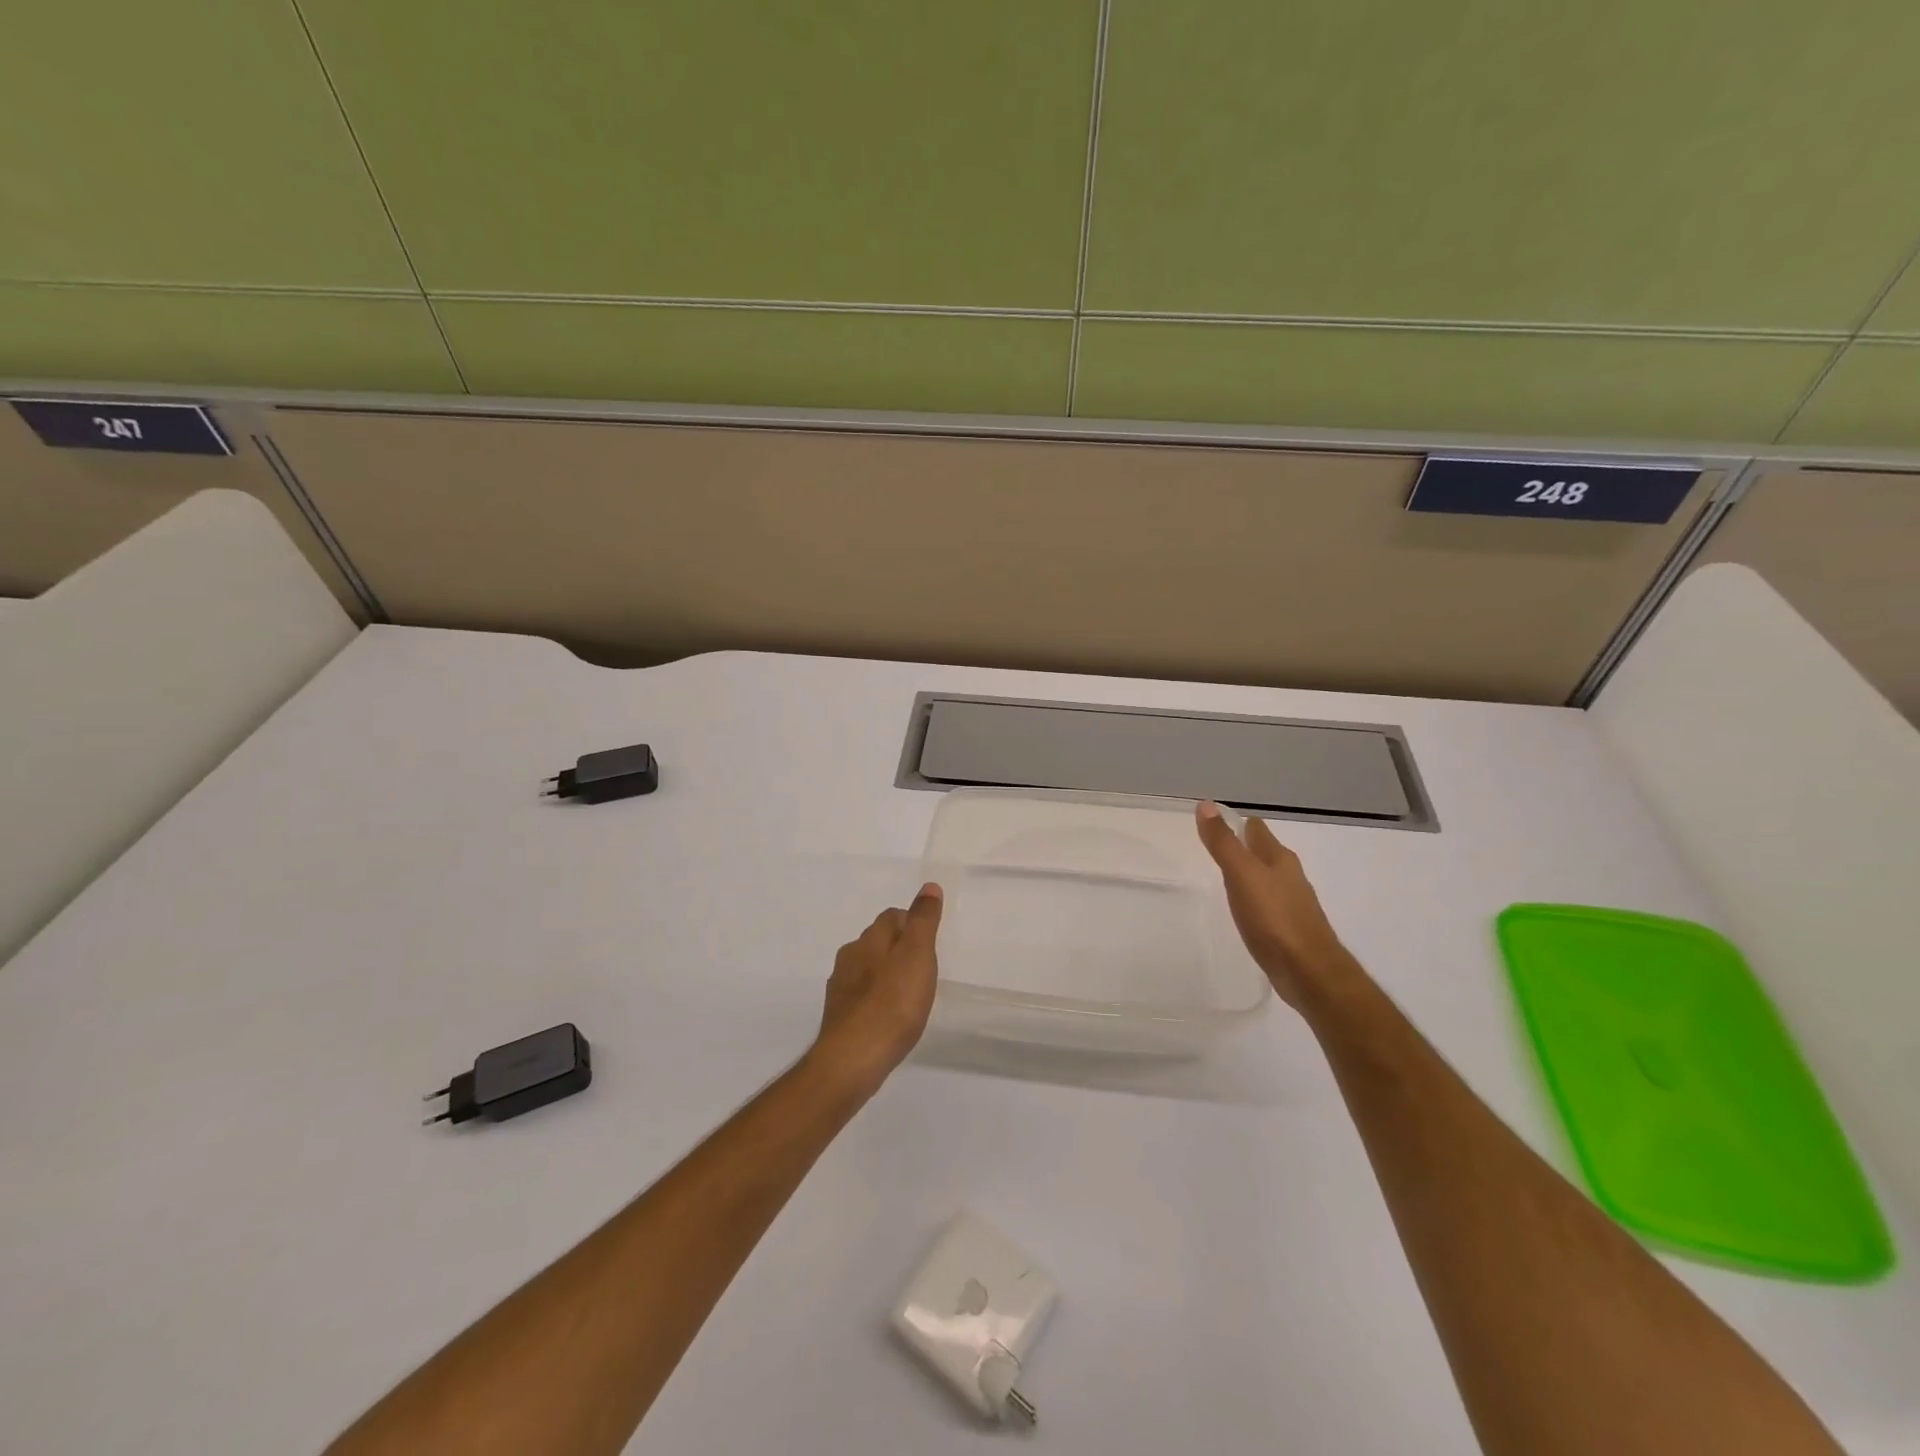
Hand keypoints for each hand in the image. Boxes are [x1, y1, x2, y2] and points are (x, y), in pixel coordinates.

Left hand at [812, 883, 943, 1092]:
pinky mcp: (839, 1016)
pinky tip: (889, 1017)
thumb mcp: (917, 956)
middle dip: (899, 948)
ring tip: (909, 994)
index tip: (930, 941)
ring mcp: (840, 988)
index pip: (891, 916)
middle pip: (877, 941)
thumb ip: (923, 921)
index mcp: (869, 939)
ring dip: (886, 974)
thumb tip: (929, 886)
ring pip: (867, 969)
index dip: (912, 923)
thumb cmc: (892, 1004)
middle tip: (924, 968)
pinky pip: (862, 997)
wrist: (852, 1060)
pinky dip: (876, 999)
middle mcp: (849, 957)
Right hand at [1195, 802, 1353, 1010]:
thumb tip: (1206, 805)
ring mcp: (1292, 904)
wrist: (1308, 972)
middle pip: (1264, 853)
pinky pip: (1268, 905)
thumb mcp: (1242, 874)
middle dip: (1243, 848)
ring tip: (1225, 876)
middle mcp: (1289, 876)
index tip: (1212, 824)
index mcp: (1279, 859)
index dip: (1236, 823)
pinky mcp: (1289, 929)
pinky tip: (1244, 910)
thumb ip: (1223, 842)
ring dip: (1249, 874)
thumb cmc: (1274, 918)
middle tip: (1214, 848)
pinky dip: (1254, 900)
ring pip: (1267, 879)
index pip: (1256, 830)